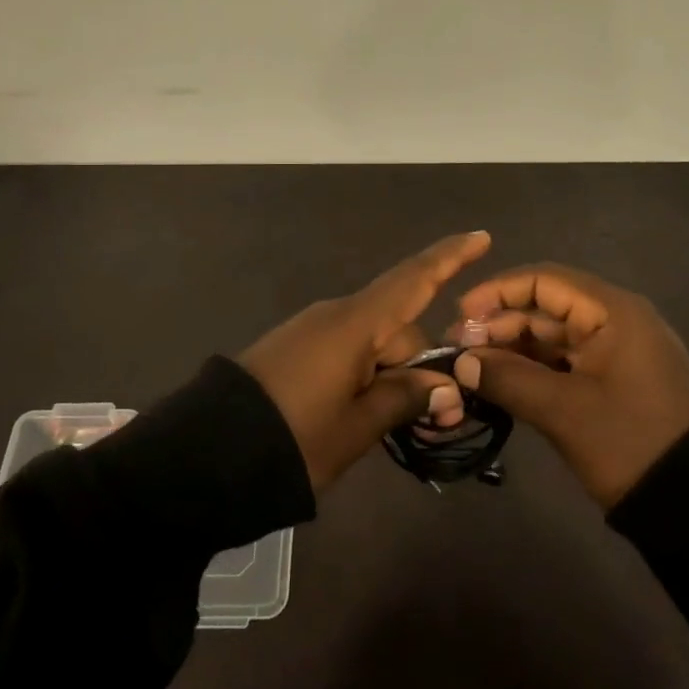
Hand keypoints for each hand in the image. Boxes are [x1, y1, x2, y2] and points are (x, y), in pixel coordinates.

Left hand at [239, 232, 490, 489]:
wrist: (207, 451)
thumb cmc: (293, 438)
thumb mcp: (357, 427)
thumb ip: (404, 398)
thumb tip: (445, 386)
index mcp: (355, 324)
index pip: (413, 280)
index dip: (450, 258)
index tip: (481, 237)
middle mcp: (335, 315)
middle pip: (398, 327)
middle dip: (422, 365)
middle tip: (440, 419)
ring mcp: (312, 330)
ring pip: (373, 343)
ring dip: (393, 376)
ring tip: (398, 425)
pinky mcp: (294, 348)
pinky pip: (346, 351)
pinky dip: (366, 375)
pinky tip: (363, 413)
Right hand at [450, 263, 688, 507]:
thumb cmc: (631, 442)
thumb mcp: (564, 411)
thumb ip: (508, 379)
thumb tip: (462, 363)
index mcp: (611, 311)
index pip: (543, 280)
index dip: (497, 292)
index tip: (460, 315)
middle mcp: (613, 320)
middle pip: (545, 306)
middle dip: (499, 324)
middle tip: (459, 351)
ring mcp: (616, 350)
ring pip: (552, 335)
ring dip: (512, 348)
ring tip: (473, 369)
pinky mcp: (614, 379)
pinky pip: (565, 360)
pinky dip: (533, 368)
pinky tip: (502, 383)